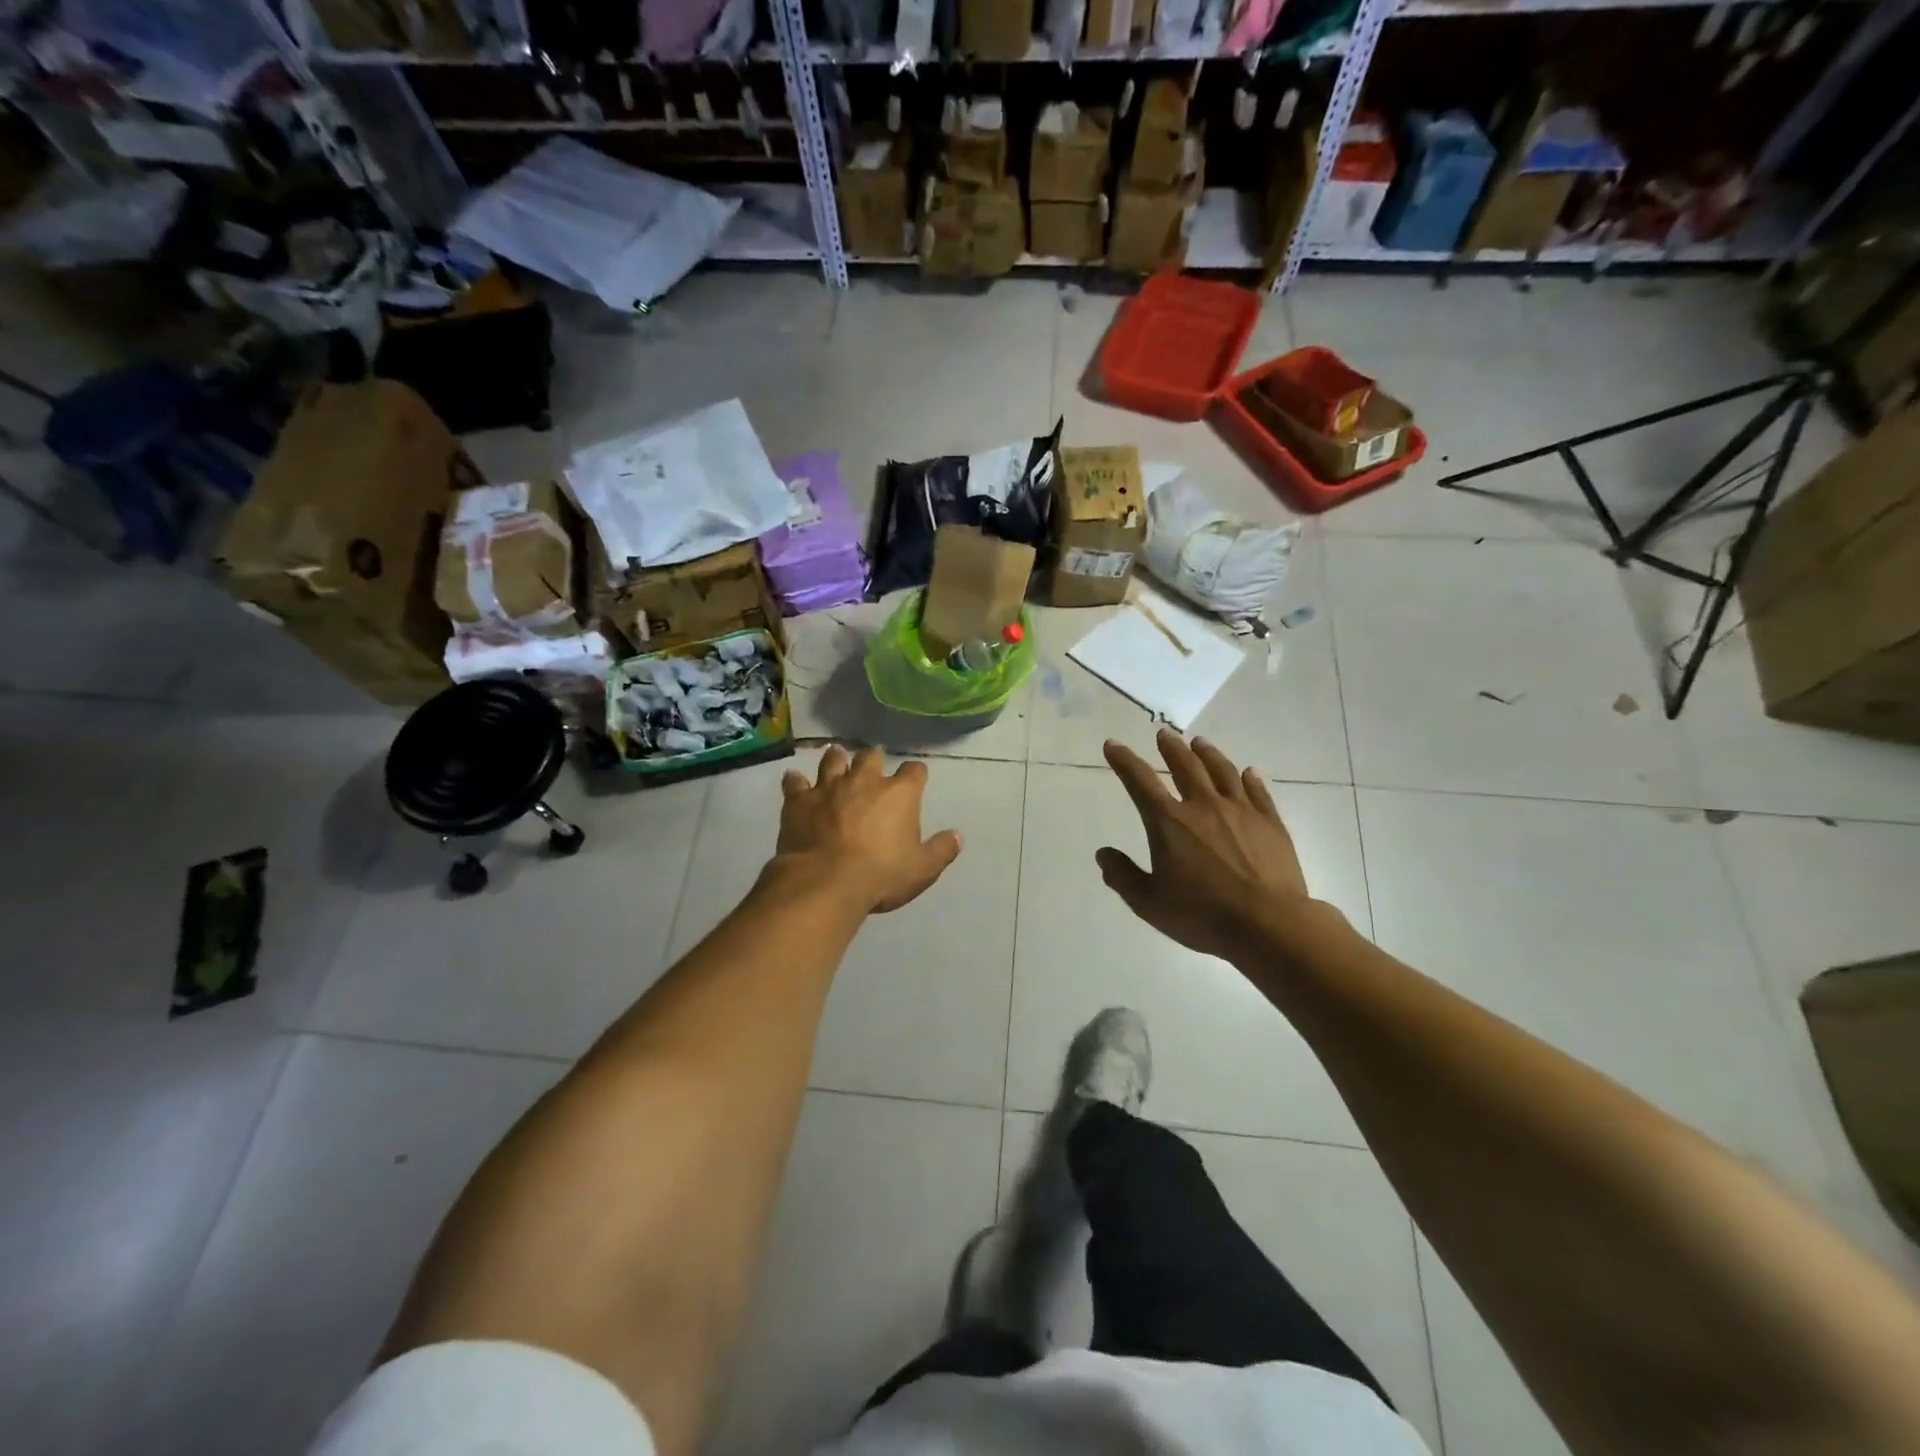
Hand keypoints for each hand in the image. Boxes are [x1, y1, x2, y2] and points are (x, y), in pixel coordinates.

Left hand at [776, 746, 962, 913]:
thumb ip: (942, 850)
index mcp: (899, 793)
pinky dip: (796, 781)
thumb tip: (958, 835)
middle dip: (874, 759)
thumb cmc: (881, 875)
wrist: (825, 883)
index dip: (916, 774)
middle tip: (872, 765)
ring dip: (836, 759)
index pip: (915, 770)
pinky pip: (795, 782)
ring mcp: (829, 787)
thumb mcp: (922, 869)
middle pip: (871, 756)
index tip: (916, 780)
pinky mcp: (799, 800)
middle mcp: (865, 780)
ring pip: (833, 760)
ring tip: (836, 758)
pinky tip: (794, 781)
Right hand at [1097, 730, 1317, 960]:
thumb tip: (1103, 853)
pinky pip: (1258, 792)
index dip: (1124, 760)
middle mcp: (1203, 806)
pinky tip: (1249, 772)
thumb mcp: (1149, 903)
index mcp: (1169, 822)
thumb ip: (1123, 876)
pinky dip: (1251, 778)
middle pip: (1185, 766)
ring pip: (1222, 772)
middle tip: (1164, 734)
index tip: (1113, 744)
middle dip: (1171, 748)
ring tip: (1200, 742)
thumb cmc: (1203, 915)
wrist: (1268, 924)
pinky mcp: (1270, 823)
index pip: (1140, 781)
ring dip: (1208, 754)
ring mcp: (1241, 811)